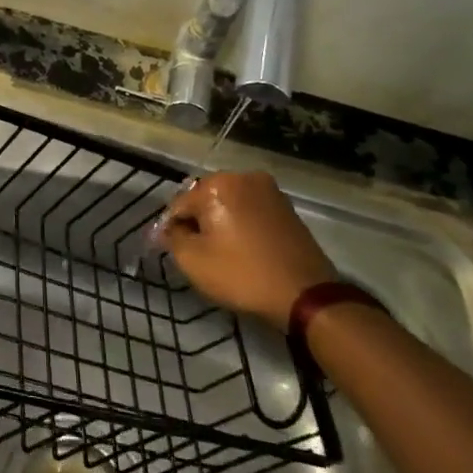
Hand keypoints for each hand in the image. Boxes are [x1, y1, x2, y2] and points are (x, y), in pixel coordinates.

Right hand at [157, 171, 338, 330]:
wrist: (306, 295)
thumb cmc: (243, 275)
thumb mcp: (193, 261)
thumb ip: (172, 238)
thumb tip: (166, 229)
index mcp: (217, 184)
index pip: (179, 204)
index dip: (171, 229)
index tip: (171, 251)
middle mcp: (242, 177)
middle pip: (204, 198)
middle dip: (197, 221)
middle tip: (197, 251)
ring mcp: (268, 189)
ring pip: (229, 203)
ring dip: (220, 221)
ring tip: (221, 251)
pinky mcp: (286, 206)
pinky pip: (251, 209)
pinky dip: (241, 223)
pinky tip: (243, 247)